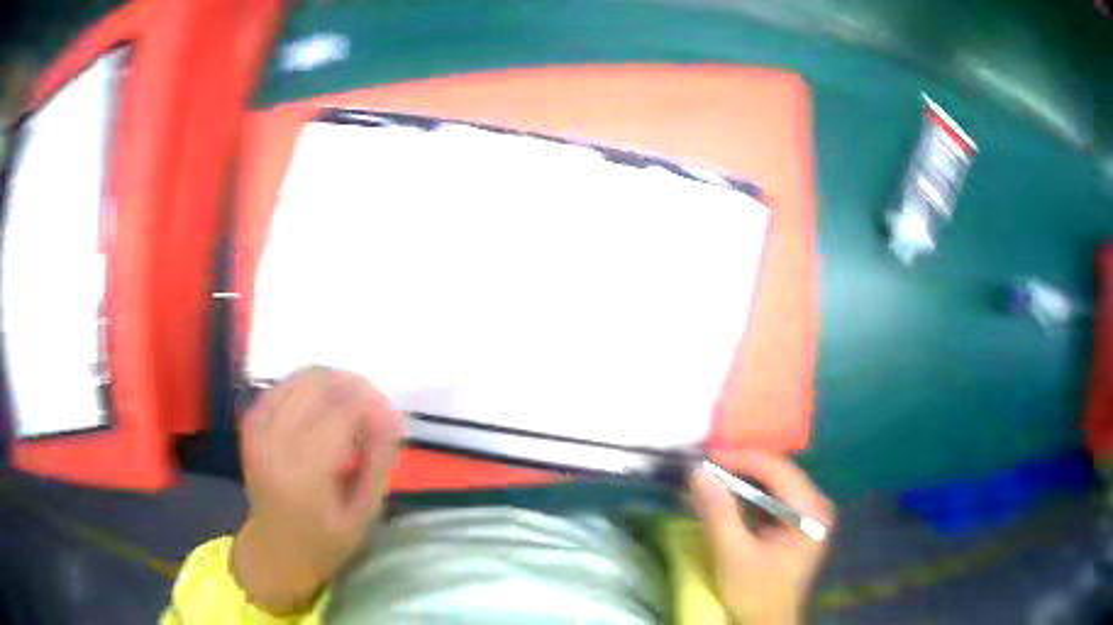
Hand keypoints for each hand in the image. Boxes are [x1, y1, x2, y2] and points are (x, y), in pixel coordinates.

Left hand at [232, 367, 403, 614]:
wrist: (273, 549)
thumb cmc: (323, 541)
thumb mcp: (362, 514)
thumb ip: (378, 464)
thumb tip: (393, 418)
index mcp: (302, 472)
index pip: (341, 412)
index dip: (373, 406)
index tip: (394, 420)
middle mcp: (274, 440)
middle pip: (318, 384)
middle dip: (355, 385)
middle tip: (377, 408)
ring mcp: (258, 428)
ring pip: (300, 377)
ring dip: (333, 382)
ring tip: (354, 406)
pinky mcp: (251, 422)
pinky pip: (284, 385)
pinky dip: (310, 387)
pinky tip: (325, 407)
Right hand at [689, 451, 834, 624]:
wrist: (767, 623)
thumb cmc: (755, 592)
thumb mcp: (733, 555)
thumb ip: (718, 513)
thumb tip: (696, 473)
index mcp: (811, 511)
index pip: (778, 470)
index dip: (741, 458)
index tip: (706, 458)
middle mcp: (817, 504)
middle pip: (778, 473)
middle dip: (741, 467)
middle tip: (705, 467)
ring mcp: (809, 513)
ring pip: (774, 483)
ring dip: (743, 479)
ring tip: (711, 477)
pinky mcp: (797, 523)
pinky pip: (773, 497)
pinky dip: (749, 494)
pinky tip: (728, 495)